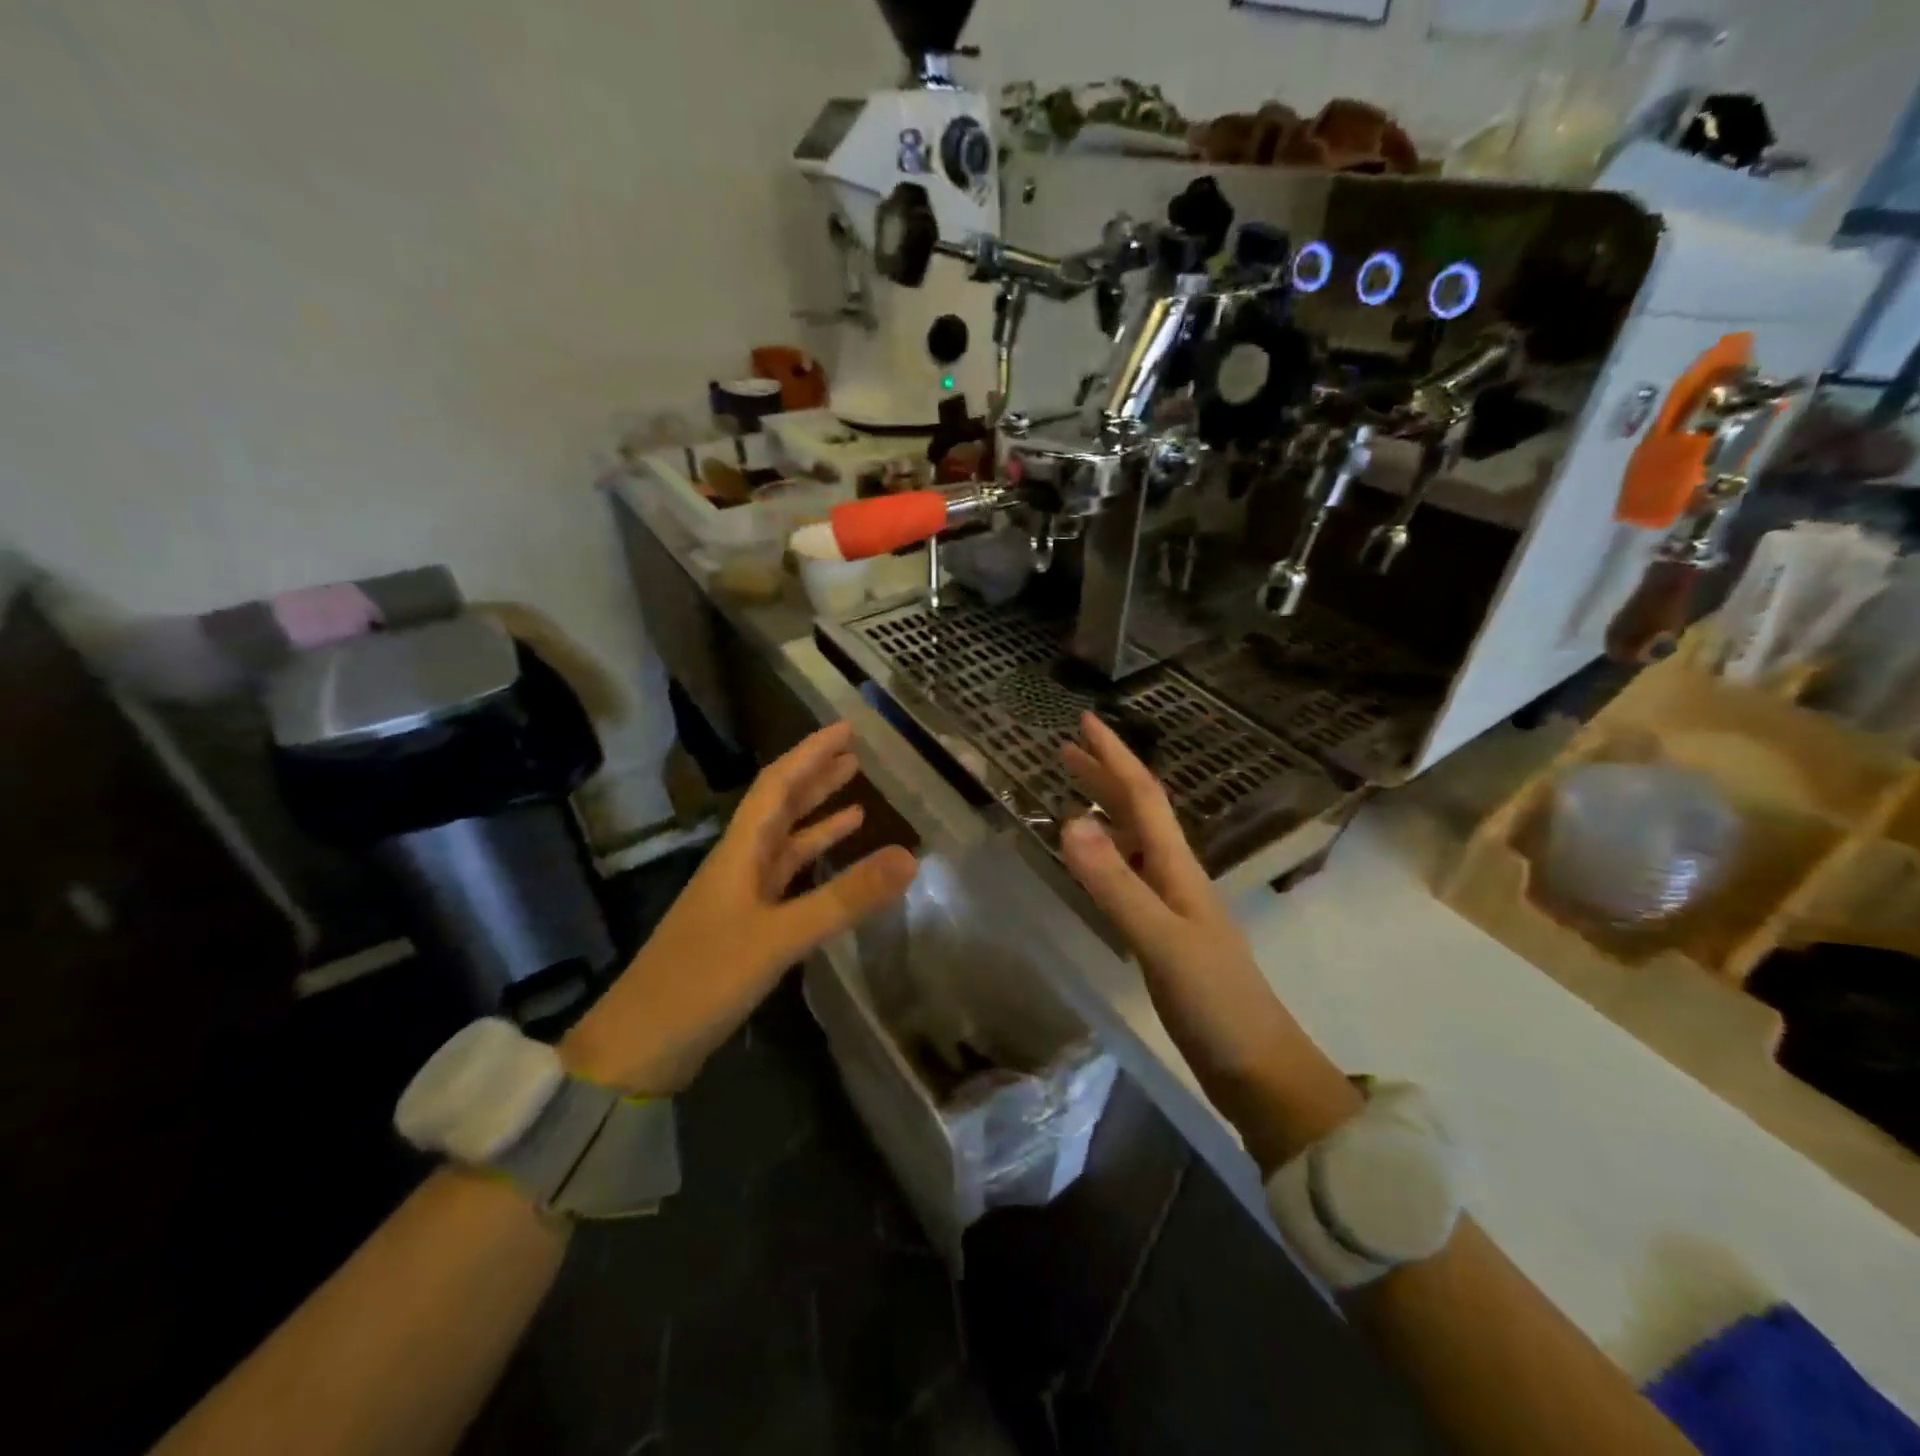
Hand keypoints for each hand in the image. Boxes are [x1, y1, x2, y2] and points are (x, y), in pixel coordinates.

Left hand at [563, 722, 916, 1094]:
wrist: (640, 1046)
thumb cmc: (704, 979)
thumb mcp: (780, 937)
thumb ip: (844, 898)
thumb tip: (909, 857)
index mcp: (739, 852)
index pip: (777, 785)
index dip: (811, 753)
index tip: (845, 729)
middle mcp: (739, 864)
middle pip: (780, 807)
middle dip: (816, 778)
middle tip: (855, 755)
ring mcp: (740, 897)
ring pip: (784, 843)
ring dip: (817, 818)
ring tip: (856, 798)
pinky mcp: (744, 928)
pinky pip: (786, 880)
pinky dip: (812, 865)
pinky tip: (832, 865)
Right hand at [1058, 712, 1358, 1168]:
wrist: (1258, 1067)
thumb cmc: (1214, 1001)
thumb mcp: (1160, 940)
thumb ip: (1115, 884)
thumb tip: (1070, 821)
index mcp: (1177, 867)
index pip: (1143, 796)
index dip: (1114, 757)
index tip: (1084, 721)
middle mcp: (1175, 875)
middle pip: (1138, 812)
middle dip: (1104, 776)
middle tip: (1065, 749)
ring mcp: (1172, 906)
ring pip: (1135, 842)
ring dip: (1105, 811)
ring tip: (1071, 796)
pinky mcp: (1165, 934)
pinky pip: (1130, 876)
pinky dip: (1107, 856)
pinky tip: (1095, 864)